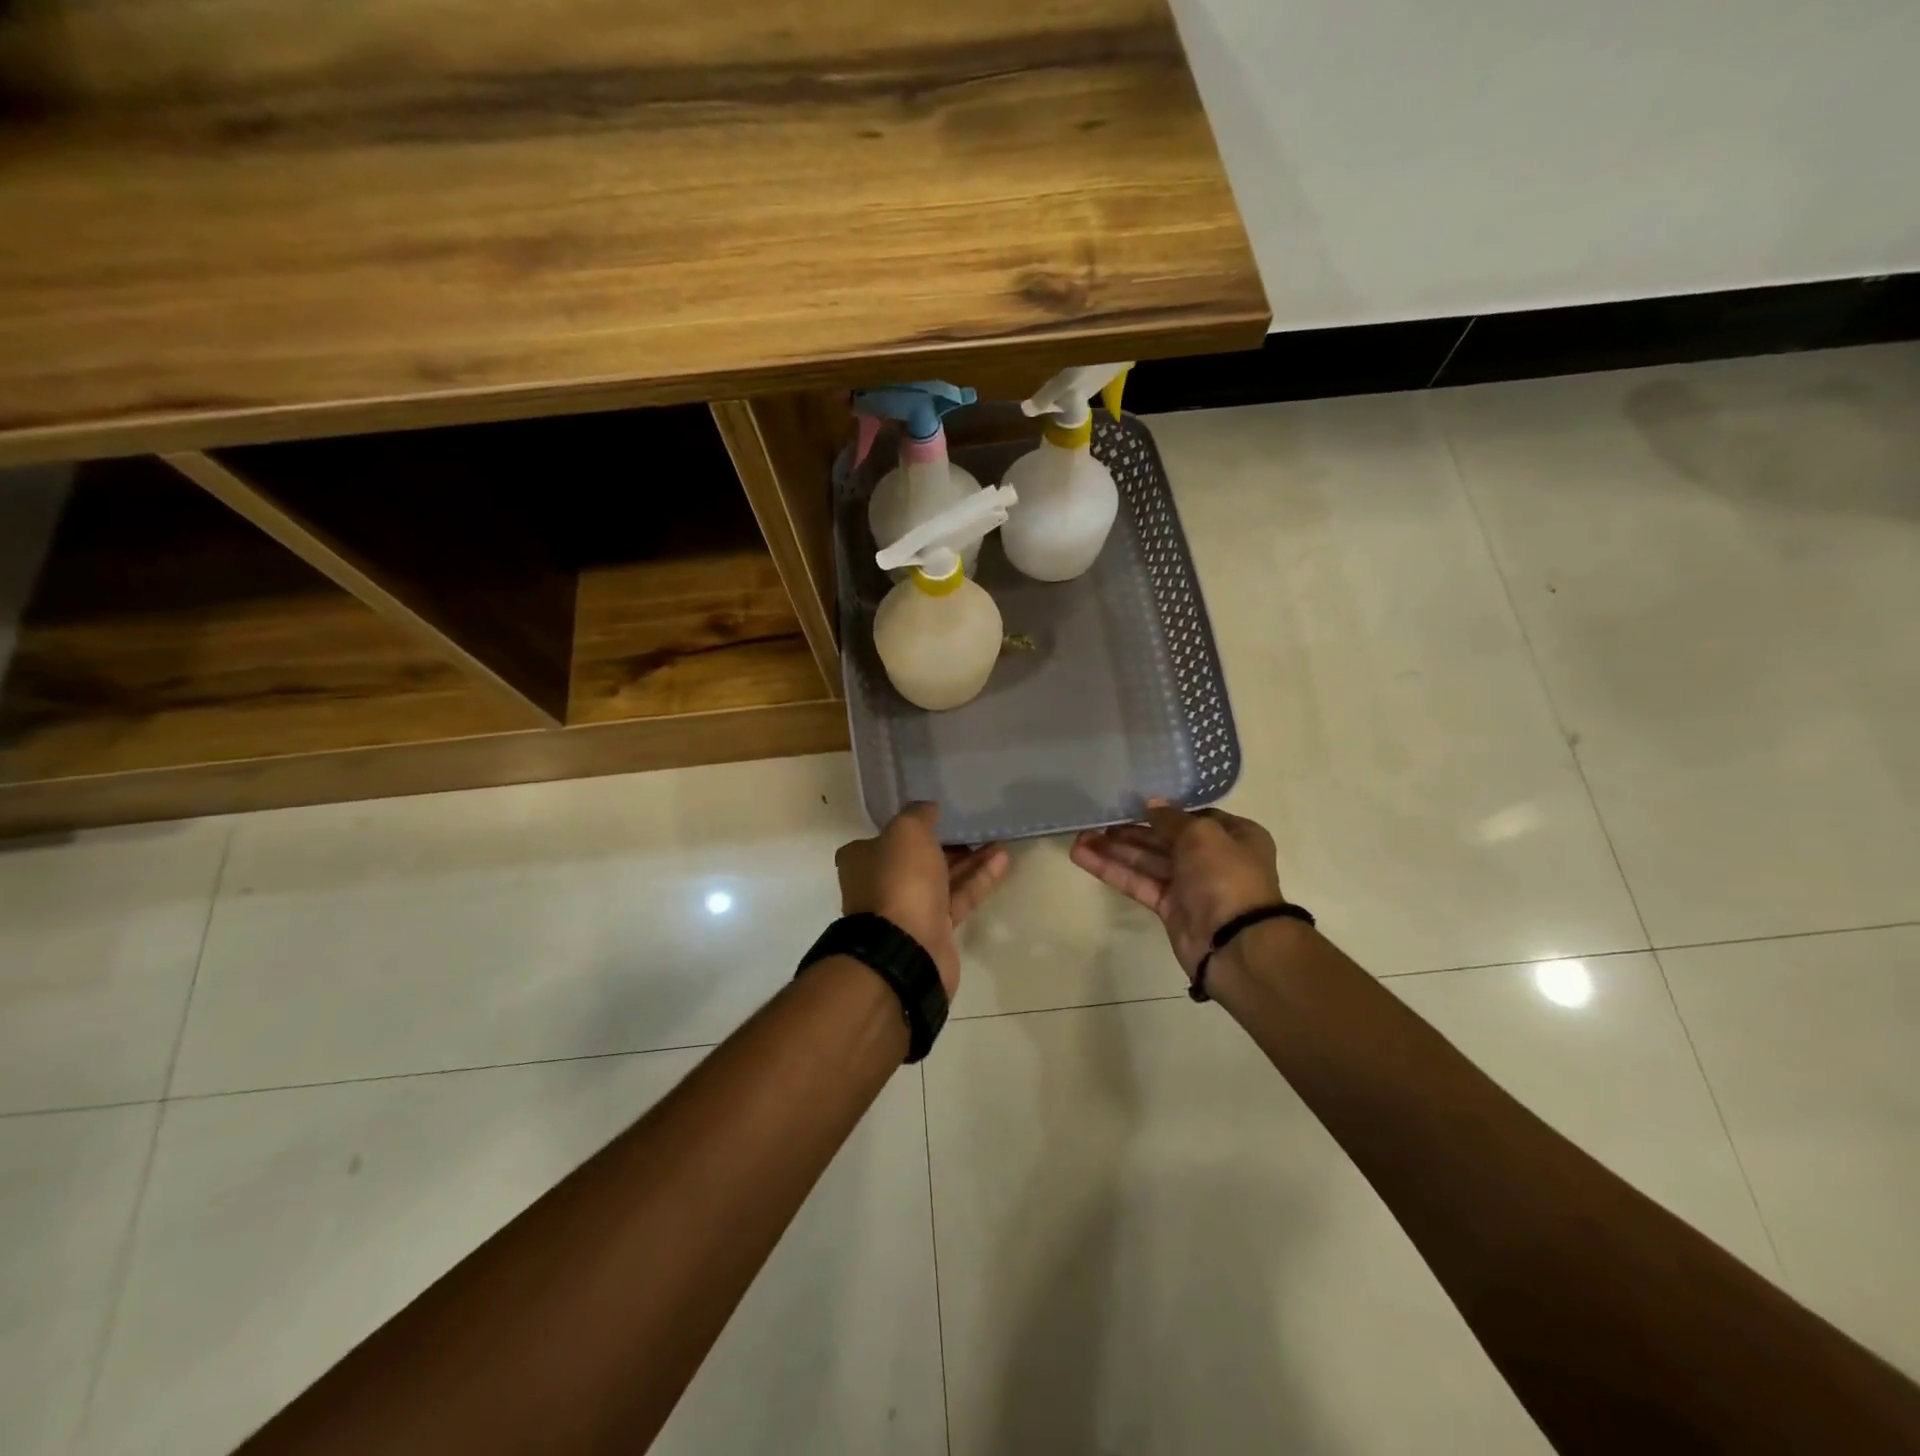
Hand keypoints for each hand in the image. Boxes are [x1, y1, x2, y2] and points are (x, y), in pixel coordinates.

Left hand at [836, 803, 1009, 997]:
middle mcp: (881, 883)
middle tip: (975, 825)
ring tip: (998, 840)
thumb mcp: (906, 831)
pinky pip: (959, 897)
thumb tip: (929, 809)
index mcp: (862, 859)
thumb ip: (919, 814)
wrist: (906, 947)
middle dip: (947, 842)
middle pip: (918, 857)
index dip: (915, 824)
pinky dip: (978, 879)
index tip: (942, 814)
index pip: (888, 836)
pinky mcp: (935, 929)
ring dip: (970, 859)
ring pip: (942, 877)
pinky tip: (1002, 860)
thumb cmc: (899, 880)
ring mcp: (908, 909)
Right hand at [1070, 800, 1282, 982]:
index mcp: (1233, 835)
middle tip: (1096, 820)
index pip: (1195, 817)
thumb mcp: (1201, 833)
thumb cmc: (1226, 875)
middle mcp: (1213, 858)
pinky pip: (1138, 883)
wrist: (1234, 941)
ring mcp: (1190, 885)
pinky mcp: (1169, 908)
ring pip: (1147, 861)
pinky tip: (1083, 857)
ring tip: (1079, 838)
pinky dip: (1112, 871)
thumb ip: (1171, 819)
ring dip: (1114, 850)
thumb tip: (1151, 805)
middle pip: (1164, 839)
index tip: (1133, 802)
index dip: (1164, 811)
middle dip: (1130, 831)